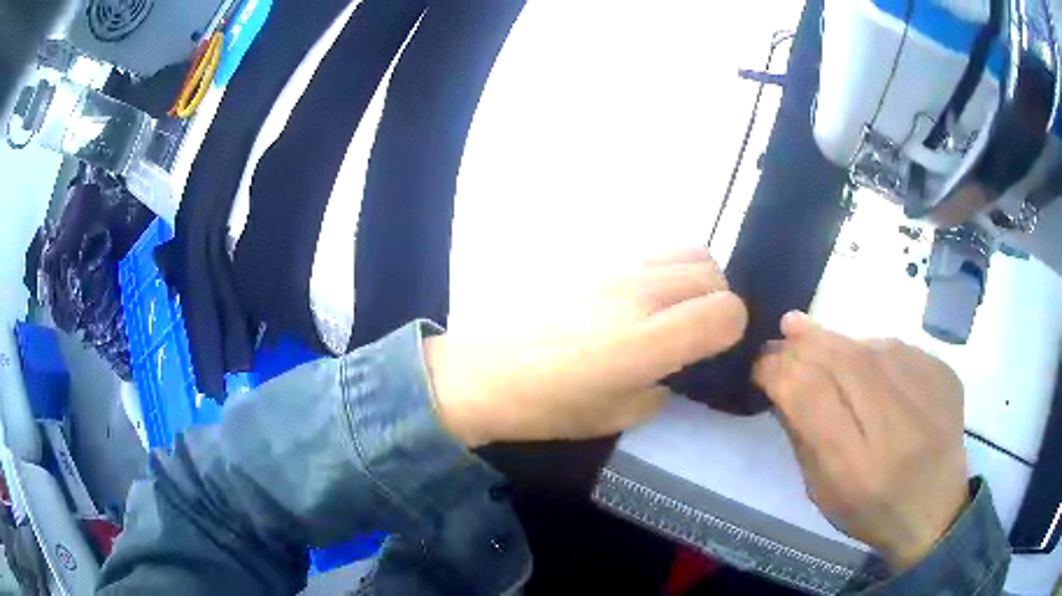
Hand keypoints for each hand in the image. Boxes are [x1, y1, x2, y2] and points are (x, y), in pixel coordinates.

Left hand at [424, 248, 746, 445]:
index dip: (731, 331)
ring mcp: (614, 267)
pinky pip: (651, 247)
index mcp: (645, 342)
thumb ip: (661, 388)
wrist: (479, 371)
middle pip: (712, 272)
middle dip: (718, 300)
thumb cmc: (544, 406)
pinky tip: (637, 293)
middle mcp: (637, 294)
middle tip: (694, 329)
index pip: (726, 311)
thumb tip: (675, 367)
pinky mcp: (593, 255)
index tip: (714, 347)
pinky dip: (665, 266)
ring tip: (671, 306)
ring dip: (695, 277)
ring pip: (687, 248)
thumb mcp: (615, 417)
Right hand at [753, 311, 967, 570]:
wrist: (934, 510)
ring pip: (870, 346)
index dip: (780, 370)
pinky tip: (863, 360)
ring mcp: (928, 395)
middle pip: (842, 361)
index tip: (761, 363)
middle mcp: (896, 427)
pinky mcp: (946, 376)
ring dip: (837, 340)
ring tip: (813, 337)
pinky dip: (872, 348)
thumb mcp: (822, 491)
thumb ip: (802, 434)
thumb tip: (780, 378)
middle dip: (805, 344)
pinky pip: (899, 348)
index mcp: (857, 468)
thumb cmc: (870, 511)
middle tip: (783, 335)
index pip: (810, 395)